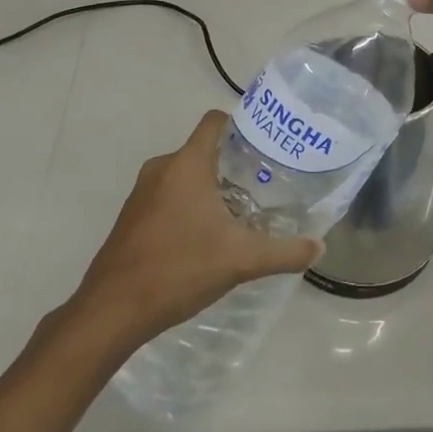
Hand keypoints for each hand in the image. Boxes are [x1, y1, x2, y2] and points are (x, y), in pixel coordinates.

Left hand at [66, 111, 321, 355]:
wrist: (113, 309)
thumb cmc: (179, 269)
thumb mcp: (241, 260)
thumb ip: (284, 252)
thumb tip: (319, 247)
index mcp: (186, 164)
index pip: (214, 122)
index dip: (241, 125)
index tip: (265, 144)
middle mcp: (162, 168)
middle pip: (203, 150)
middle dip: (232, 164)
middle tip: (263, 185)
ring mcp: (142, 192)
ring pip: (185, 175)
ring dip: (210, 187)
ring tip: (240, 212)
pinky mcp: (132, 216)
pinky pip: (168, 195)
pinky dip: (188, 205)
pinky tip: (205, 237)